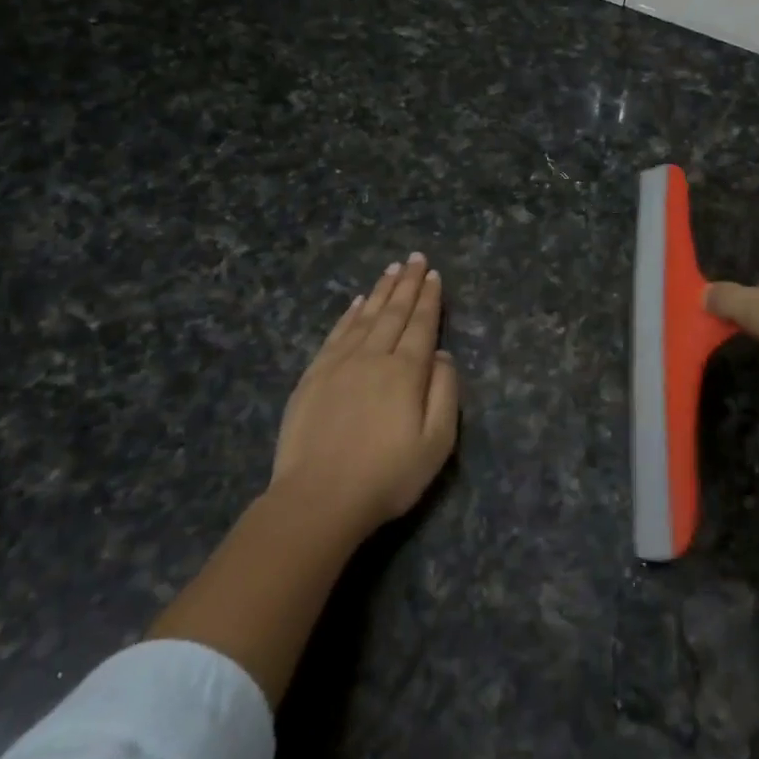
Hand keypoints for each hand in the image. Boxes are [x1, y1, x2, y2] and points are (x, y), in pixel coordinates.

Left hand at [270, 252, 459, 536]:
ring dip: (380, 292)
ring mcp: (339, 365)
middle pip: (393, 313)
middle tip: (414, 258)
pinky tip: (356, 303)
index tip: (433, 274)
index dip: (428, 299)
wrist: (318, 500)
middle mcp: (373, 358)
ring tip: (391, 269)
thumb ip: (444, 393)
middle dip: (406, 284)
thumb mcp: (436, 443)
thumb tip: (441, 355)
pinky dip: (348, 315)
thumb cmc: (386, 476)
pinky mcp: (313, 377)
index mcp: (406, 372)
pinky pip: (335, 335)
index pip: (421, 325)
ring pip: (364, 318)